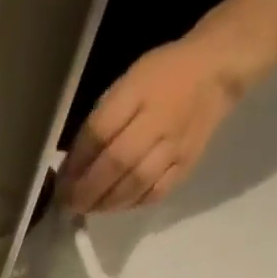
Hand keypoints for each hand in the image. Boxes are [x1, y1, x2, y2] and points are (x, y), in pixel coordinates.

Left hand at [59, 34, 247, 213]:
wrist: (216, 70)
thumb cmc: (160, 78)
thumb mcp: (125, 87)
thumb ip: (99, 124)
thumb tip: (71, 169)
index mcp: (140, 91)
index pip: (100, 131)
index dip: (77, 163)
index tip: (60, 184)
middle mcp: (159, 120)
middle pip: (116, 164)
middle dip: (86, 191)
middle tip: (69, 205)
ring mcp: (176, 145)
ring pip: (134, 184)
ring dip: (105, 203)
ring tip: (89, 207)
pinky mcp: (187, 165)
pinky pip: (154, 193)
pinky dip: (130, 204)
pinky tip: (116, 205)